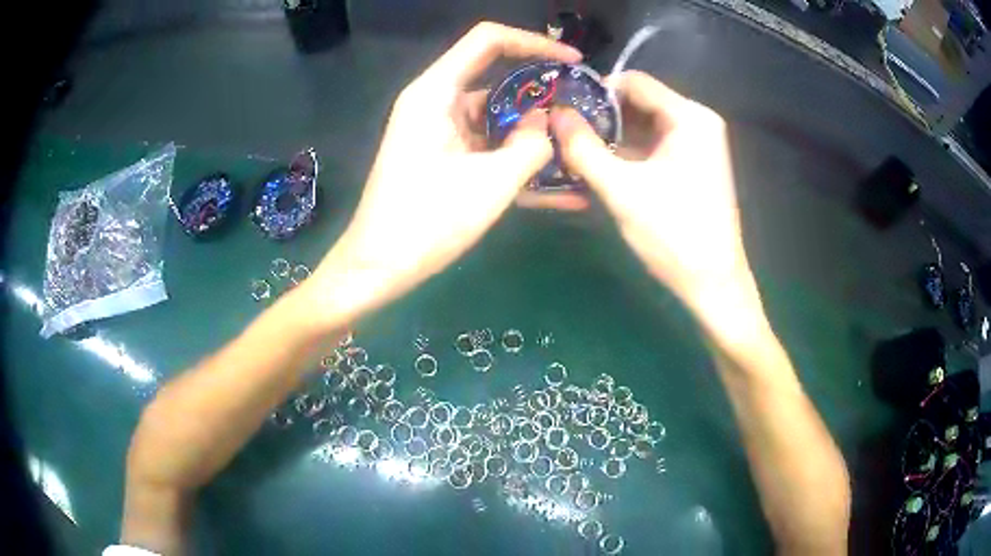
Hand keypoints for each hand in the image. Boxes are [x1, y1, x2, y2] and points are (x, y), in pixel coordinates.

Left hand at [306, 23, 580, 325]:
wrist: (378, 268)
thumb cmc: (426, 222)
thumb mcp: (490, 183)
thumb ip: (531, 145)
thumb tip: (548, 123)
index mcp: (436, 92)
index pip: (488, 40)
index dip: (534, 42)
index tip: (573, 62)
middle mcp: (436, 103)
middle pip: (497, 79)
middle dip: (542, 97)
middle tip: (584, 116)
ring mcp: (441, 132)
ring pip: (498, 119)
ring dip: (535, 136)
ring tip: (581, 154)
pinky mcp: (446, 159)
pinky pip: (489, 149)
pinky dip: (518, 163)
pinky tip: (560, 190)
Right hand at [551, 71, 761, 335]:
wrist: (713, 286)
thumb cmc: (674, 235)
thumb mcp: (623, 190)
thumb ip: (583, 148)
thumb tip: (553, 113)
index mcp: (689, 117)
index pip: (633, 82)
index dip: (594, 92)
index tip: (561, 109)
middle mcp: (694, 124)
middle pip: (635, 105)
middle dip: (596, 119)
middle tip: (557, 134)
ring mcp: (692, 147)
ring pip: (638, 129)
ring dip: (605, 142)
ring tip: (565, 153)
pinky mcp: (686, 168)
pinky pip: (647, 151)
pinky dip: (621, 159)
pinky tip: (590, 172)